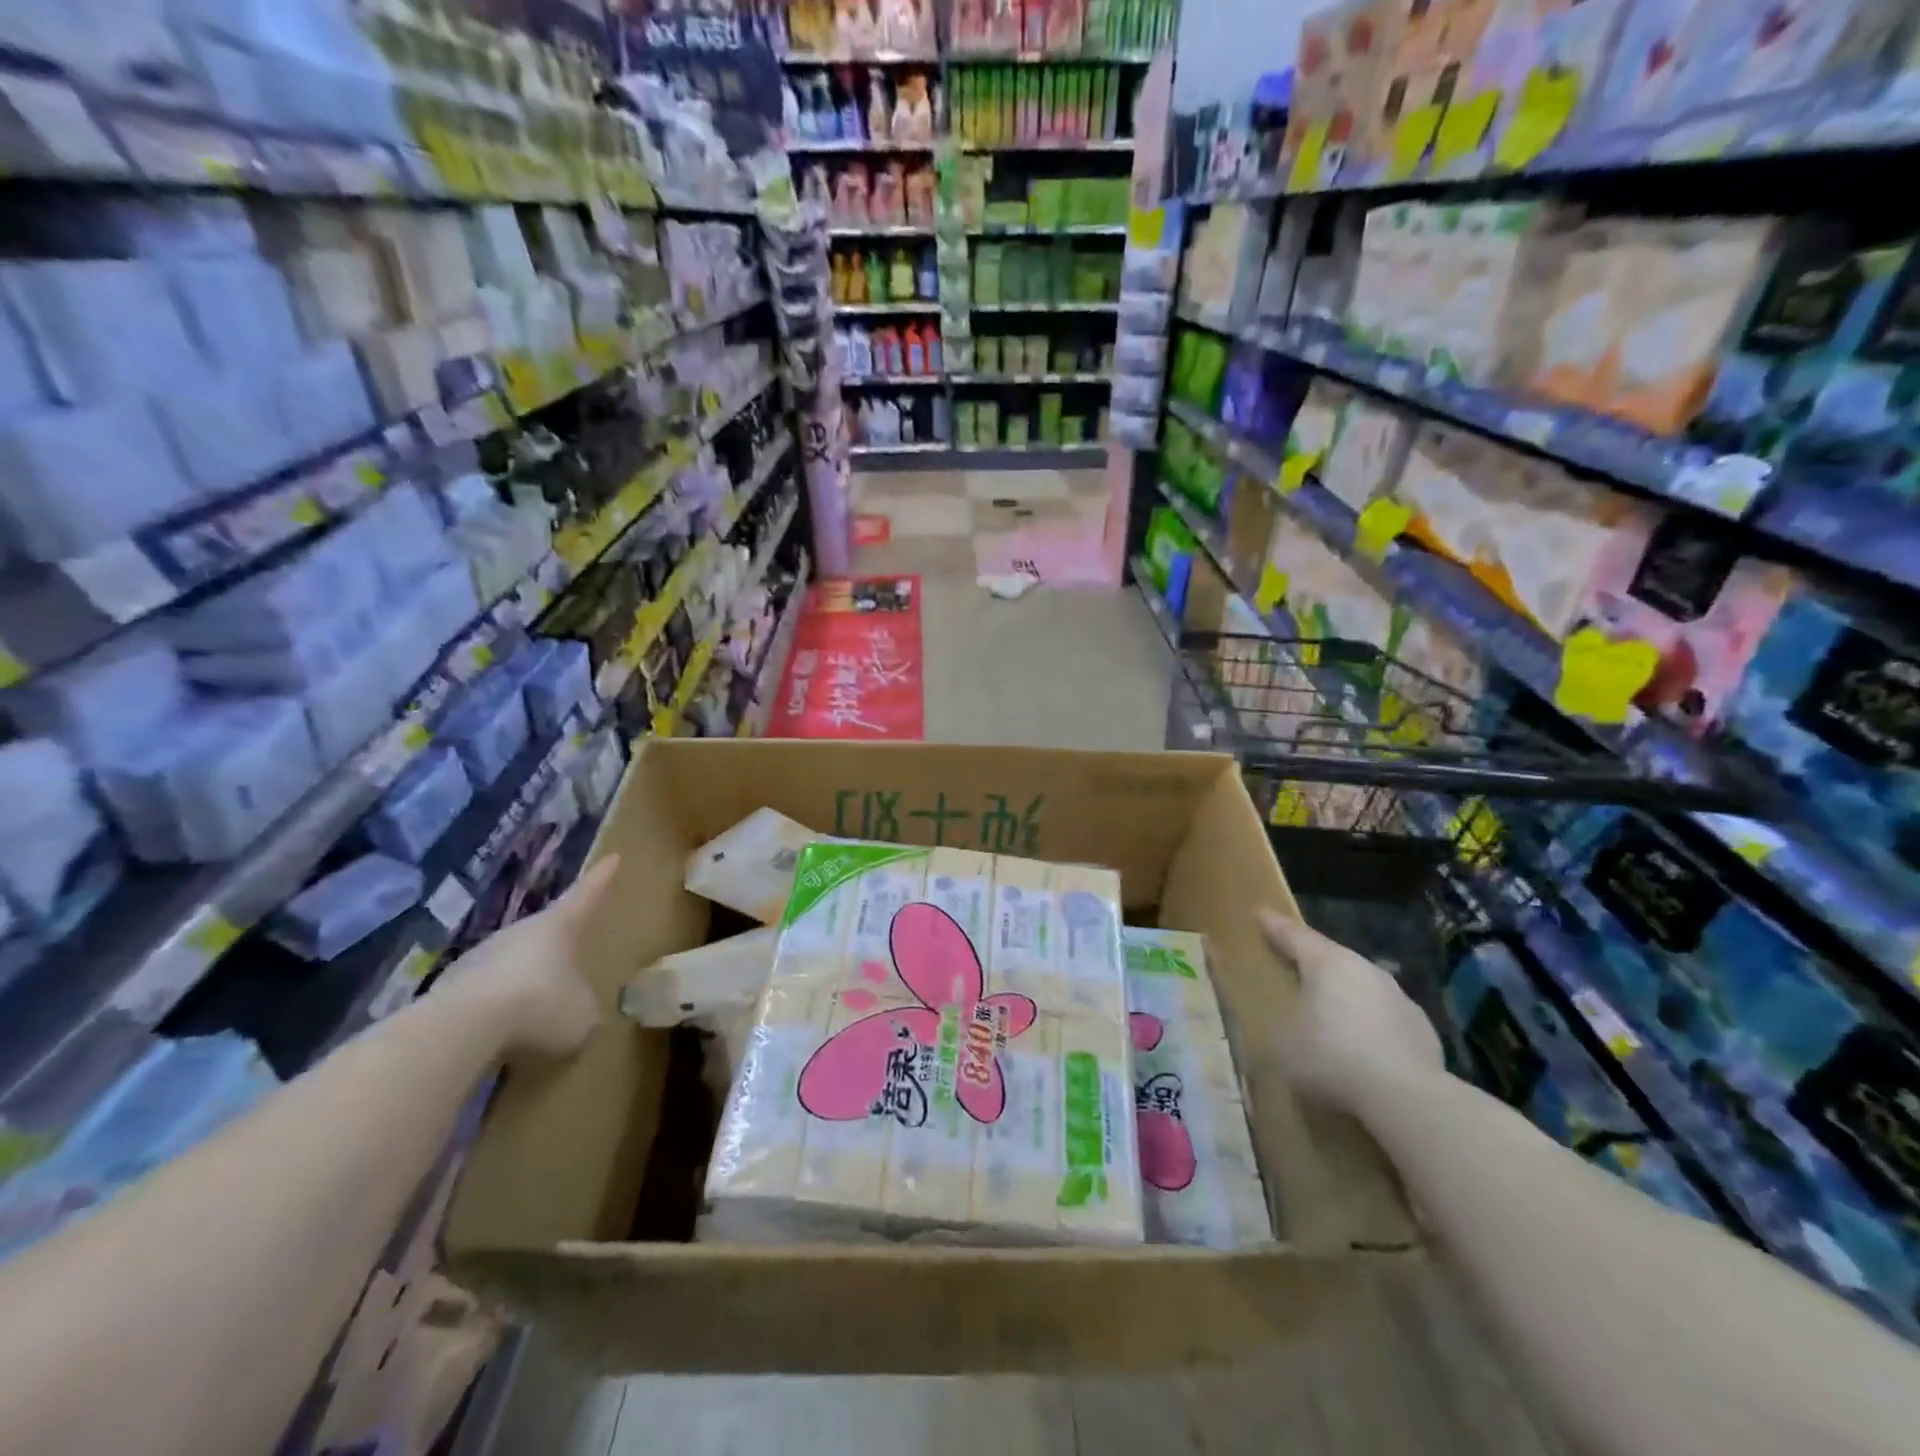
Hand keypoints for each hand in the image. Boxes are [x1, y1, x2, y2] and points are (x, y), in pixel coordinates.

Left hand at [448, 855, 621, 1059]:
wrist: (461, 1030)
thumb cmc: (540, 1006)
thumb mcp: (584, 1016)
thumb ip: (586, 1008)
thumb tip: (578, 1012)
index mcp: (559, 926)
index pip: (586, 895)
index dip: (601, 878)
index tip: (613, 857)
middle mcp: (520, 932)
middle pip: (545, 933)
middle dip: (559, 949)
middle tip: (573, 965)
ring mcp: (480, 957)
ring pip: (512, 967)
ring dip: (525, 986)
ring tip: (537, 1017)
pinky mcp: (449, 989)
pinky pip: (485, 997)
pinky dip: (497, 1013)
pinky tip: (502, 1039)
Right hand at [1260, 910, 1443, 1114]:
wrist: (1407, 1099)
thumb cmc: (1330, 1057)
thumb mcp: (1284, 1040)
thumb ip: (1283, 1021)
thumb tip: (1289, 1020)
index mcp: (1327, 963)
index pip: (1295, 935)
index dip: (1275, 926)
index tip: (1261, 914)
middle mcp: (1365, 970)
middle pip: (1332, 959)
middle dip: (1312, 964)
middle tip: (1293, 969)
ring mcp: (1399, 999)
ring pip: (1362, 989)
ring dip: (1344, 998)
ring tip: (1329, 1017)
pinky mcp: (1422, 1031)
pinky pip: (1385, 1020)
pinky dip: (1369, 1027)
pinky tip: (1362, 1050)